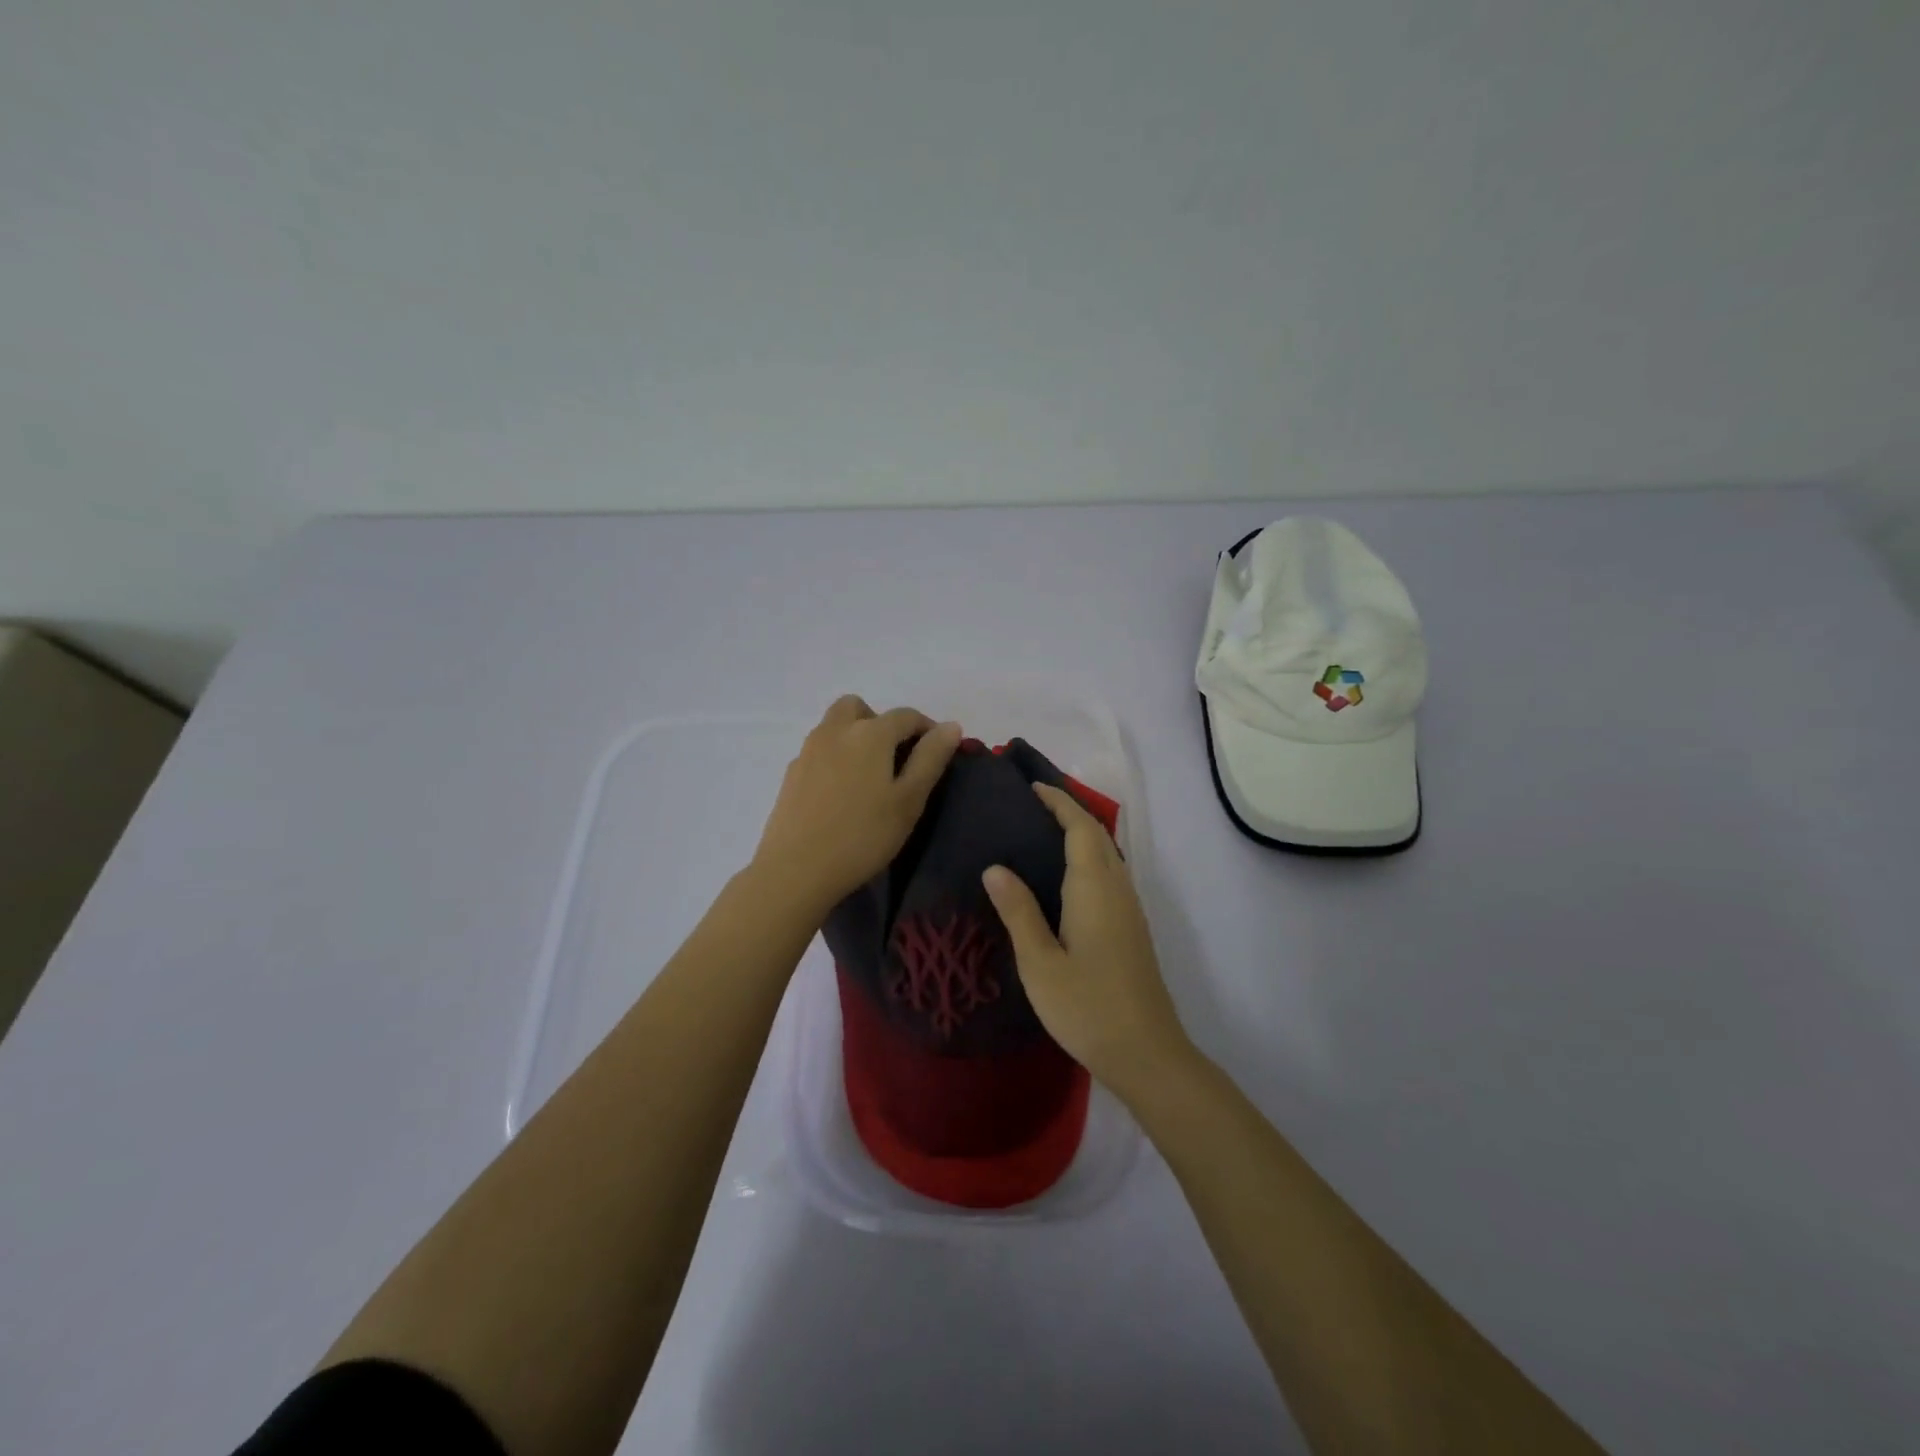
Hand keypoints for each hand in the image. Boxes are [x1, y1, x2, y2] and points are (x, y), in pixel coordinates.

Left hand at [753, 696, 961, 915]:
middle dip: (881, 722)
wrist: (796, 870)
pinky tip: (841, 795)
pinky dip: (835, 758)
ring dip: (855, 737)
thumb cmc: (863, 835)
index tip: (938, 753)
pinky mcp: (791, 774)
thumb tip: (950, 726)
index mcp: (869, 733)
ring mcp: (808, 751)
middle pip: (860, 707)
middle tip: (895, 757)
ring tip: (869, 777)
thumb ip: (930, 758)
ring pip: (835, 726)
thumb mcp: (909, 800)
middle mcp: (835, 730)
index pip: (906, 716)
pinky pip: (819, 751)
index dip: (927, 729)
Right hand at [982, 784, 1192, 1100]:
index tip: (1032, 787)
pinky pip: (1110, 875)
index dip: (1059, 803)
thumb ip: (1018, 911)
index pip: (1080, 828)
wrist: (1146, 1053)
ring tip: (1043, 833)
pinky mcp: (1132, 929)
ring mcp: (1130, 909)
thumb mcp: (1040, 962)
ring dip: (1081, 835)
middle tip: (1032, 805)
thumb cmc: (1087, 1007)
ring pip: (1108, 855)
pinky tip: (1065, 879)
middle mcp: (1117, 889)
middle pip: (1098, 836)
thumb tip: (994, 867)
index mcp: (1094, 888)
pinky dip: (1088, 859)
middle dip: (1069, 812)